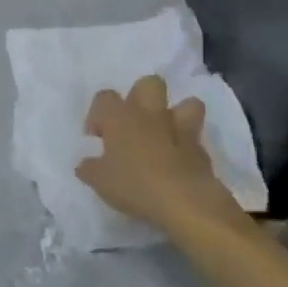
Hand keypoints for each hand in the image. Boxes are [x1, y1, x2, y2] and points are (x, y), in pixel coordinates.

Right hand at [76, 76, 246, 235]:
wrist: (185, 202)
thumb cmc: (134, 184)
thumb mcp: (99, 181)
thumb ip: (89, 168)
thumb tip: (85, 164)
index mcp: (120, 117)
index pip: (104, 97)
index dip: (98, 114)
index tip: (98, 138)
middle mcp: (150, 114)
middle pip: (149, 84)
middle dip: (141, 97)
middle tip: (132, 124)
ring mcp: (180, 129)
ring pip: (187, 103)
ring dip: (177, 114)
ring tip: (166, 134)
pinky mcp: (202, 150)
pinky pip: (196, 139)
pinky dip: (189, 147)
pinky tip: (180, 163)